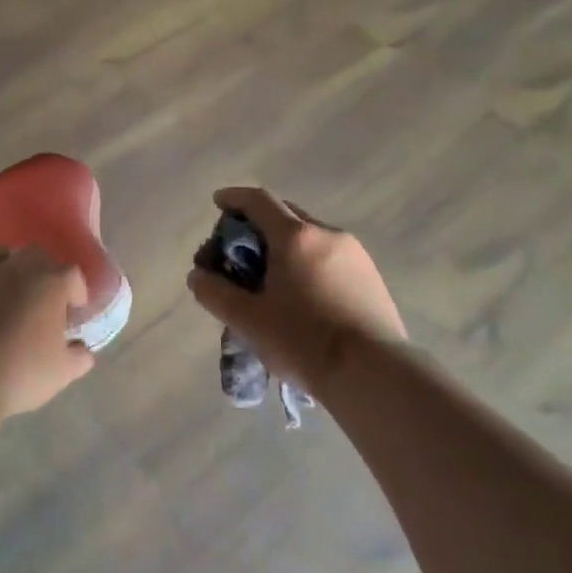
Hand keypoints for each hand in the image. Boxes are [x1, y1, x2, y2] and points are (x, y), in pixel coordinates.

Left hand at [0, 247, 94, 415]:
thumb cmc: (21, 372)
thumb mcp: (62, 372)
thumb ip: (78, 357)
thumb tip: (82, 351)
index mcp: (50, 283)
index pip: (72, 274)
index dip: (77, 291)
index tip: (74, 311)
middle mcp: (17, 269)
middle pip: (36, 255)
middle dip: (44, 272)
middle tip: (44, 300)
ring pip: (0, 257)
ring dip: (10, 270)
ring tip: (10, 297)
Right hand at [186, 187, 404, 389]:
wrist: (374, 374)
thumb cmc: (303, 341)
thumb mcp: (248, 320)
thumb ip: (216, 293)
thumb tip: (197, 276)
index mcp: (295, 236)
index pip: (258, 200)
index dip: (233, 198)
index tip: (218, 204)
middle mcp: (327, 234)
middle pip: (285, 215)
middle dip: (258, 226)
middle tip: (240, 253)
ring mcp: (355, 254)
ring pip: (310, 237)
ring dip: (285, 247)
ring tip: (271, 279)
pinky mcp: (372, 277)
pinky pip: (330, 257)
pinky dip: (308, 263)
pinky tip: (302, 295)